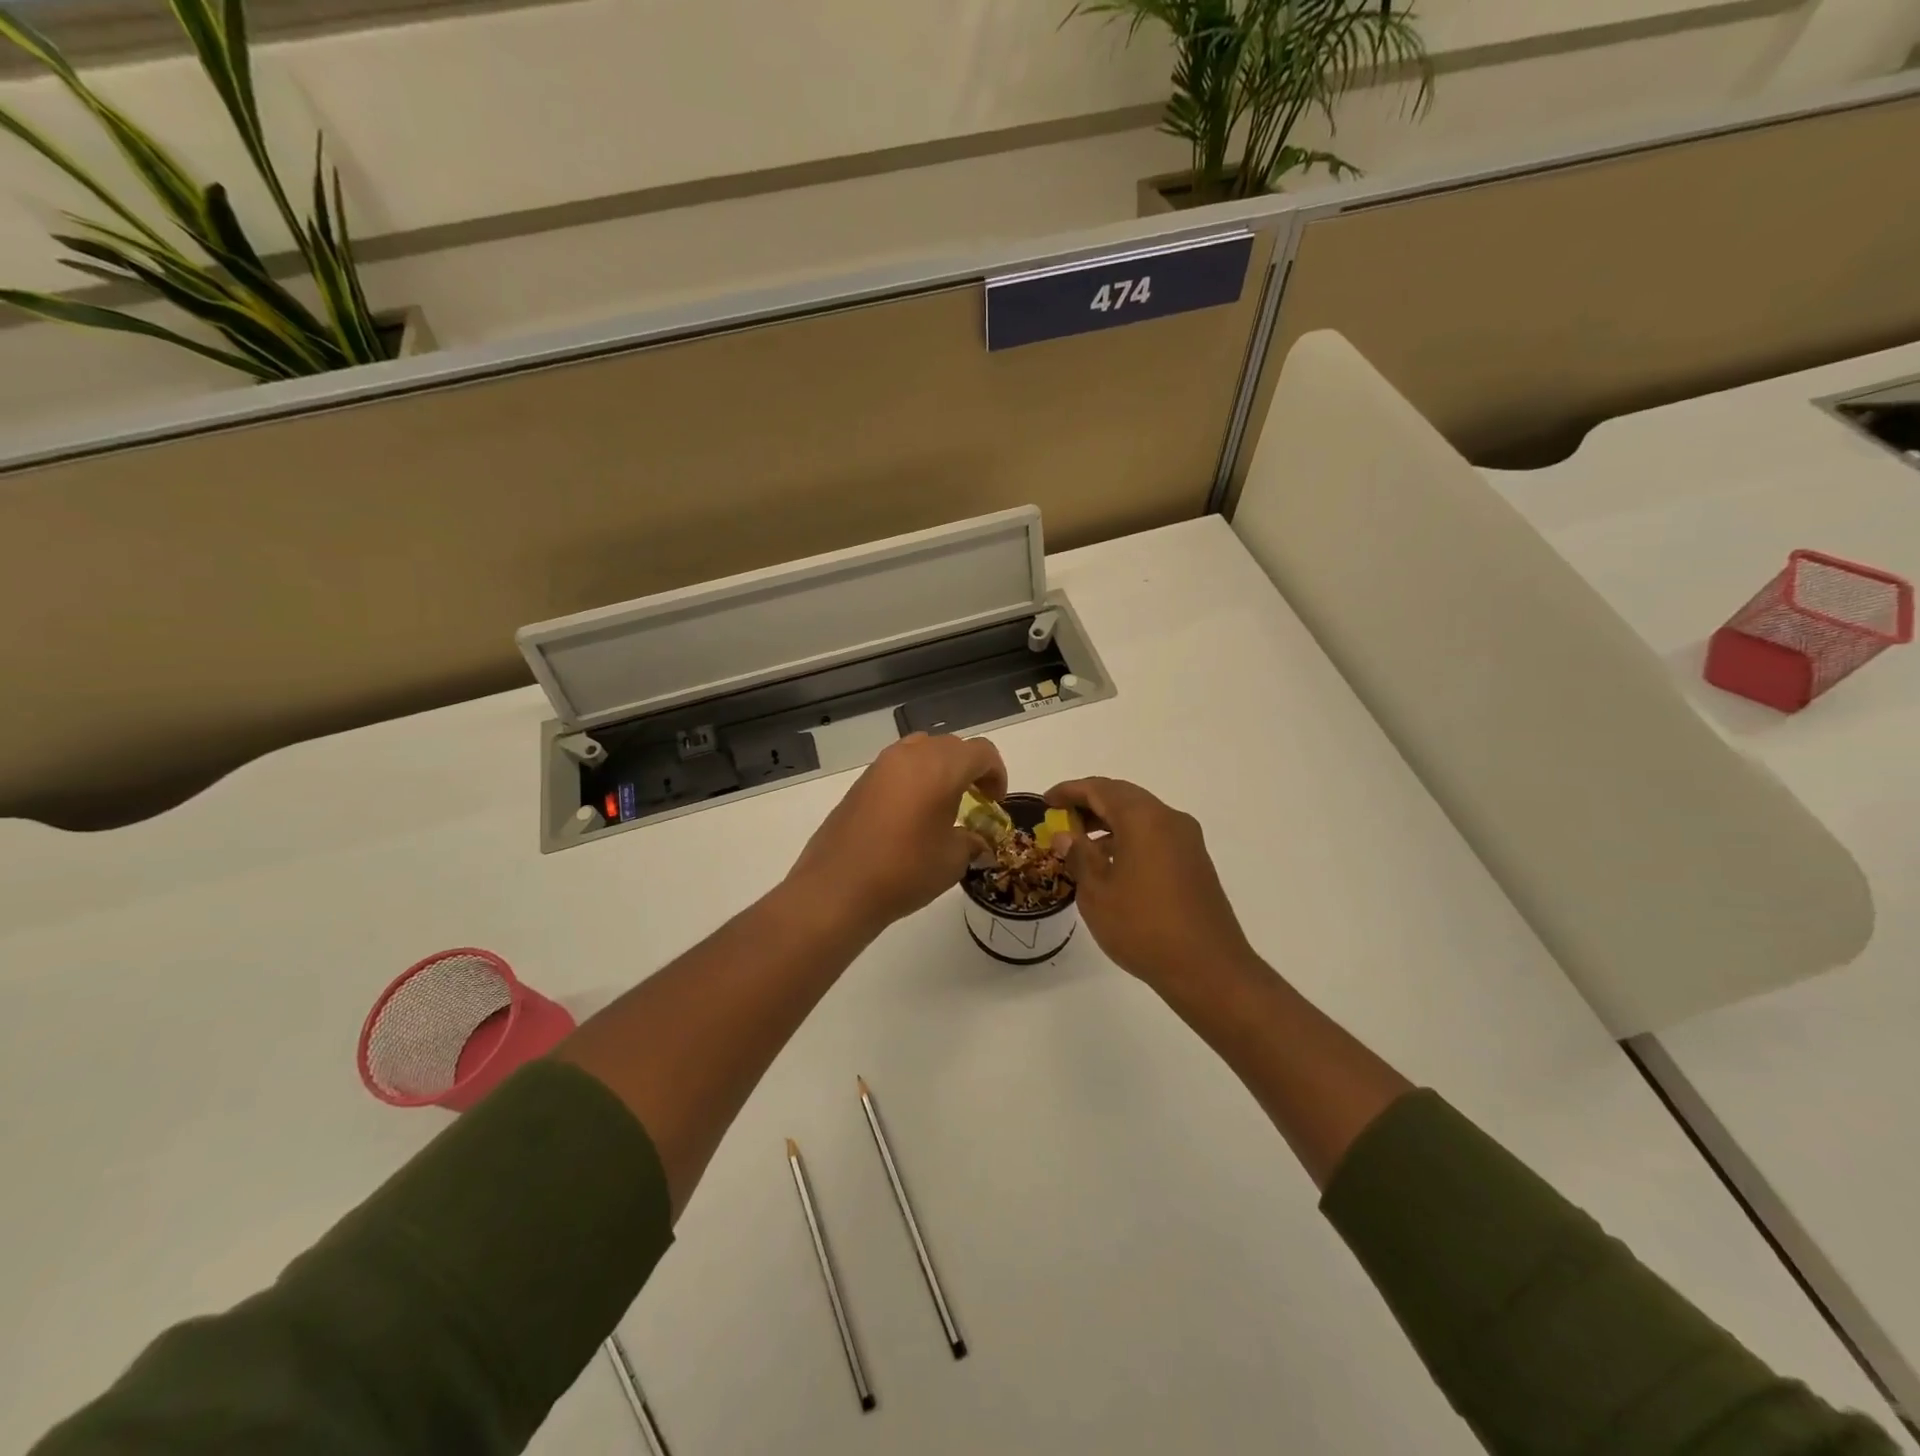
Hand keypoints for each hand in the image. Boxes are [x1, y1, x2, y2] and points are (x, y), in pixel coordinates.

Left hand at [787, 733, 1007, 937]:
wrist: (838, 888)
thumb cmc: (906, 870)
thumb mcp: (952, 860)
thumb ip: (971, 841)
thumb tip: (975, 841)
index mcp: (941, 766)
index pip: (981, 752)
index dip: (996, 774)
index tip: (995, 803)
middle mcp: (910, 755)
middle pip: (951, 747)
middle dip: (969, 770)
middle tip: (974, 803)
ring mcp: (881, 766)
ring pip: (921, 751)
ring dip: (939, 770)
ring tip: (942, 806)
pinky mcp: (860, 782)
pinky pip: (897, 768)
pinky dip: (913, 780)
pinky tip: (911, 816)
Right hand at [1046, 777, 1254, 990]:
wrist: (1208, 969)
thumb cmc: (1143, 927)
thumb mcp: (1097, 893)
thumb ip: (1079, 857)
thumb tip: (1066, 836)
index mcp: (1144, 819)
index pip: (1100, 789)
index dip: (1070, 791)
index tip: (1046, 801)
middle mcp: (1169, 819)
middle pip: (1124, 797)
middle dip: (1090, 804)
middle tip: (1061, 818)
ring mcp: (1187, 841)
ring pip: (1141, 817)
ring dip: (1110, 823)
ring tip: (1081, 844)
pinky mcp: (1195, 862)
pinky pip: (1155, 835)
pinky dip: (1130, 838)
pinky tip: (1111, 864)